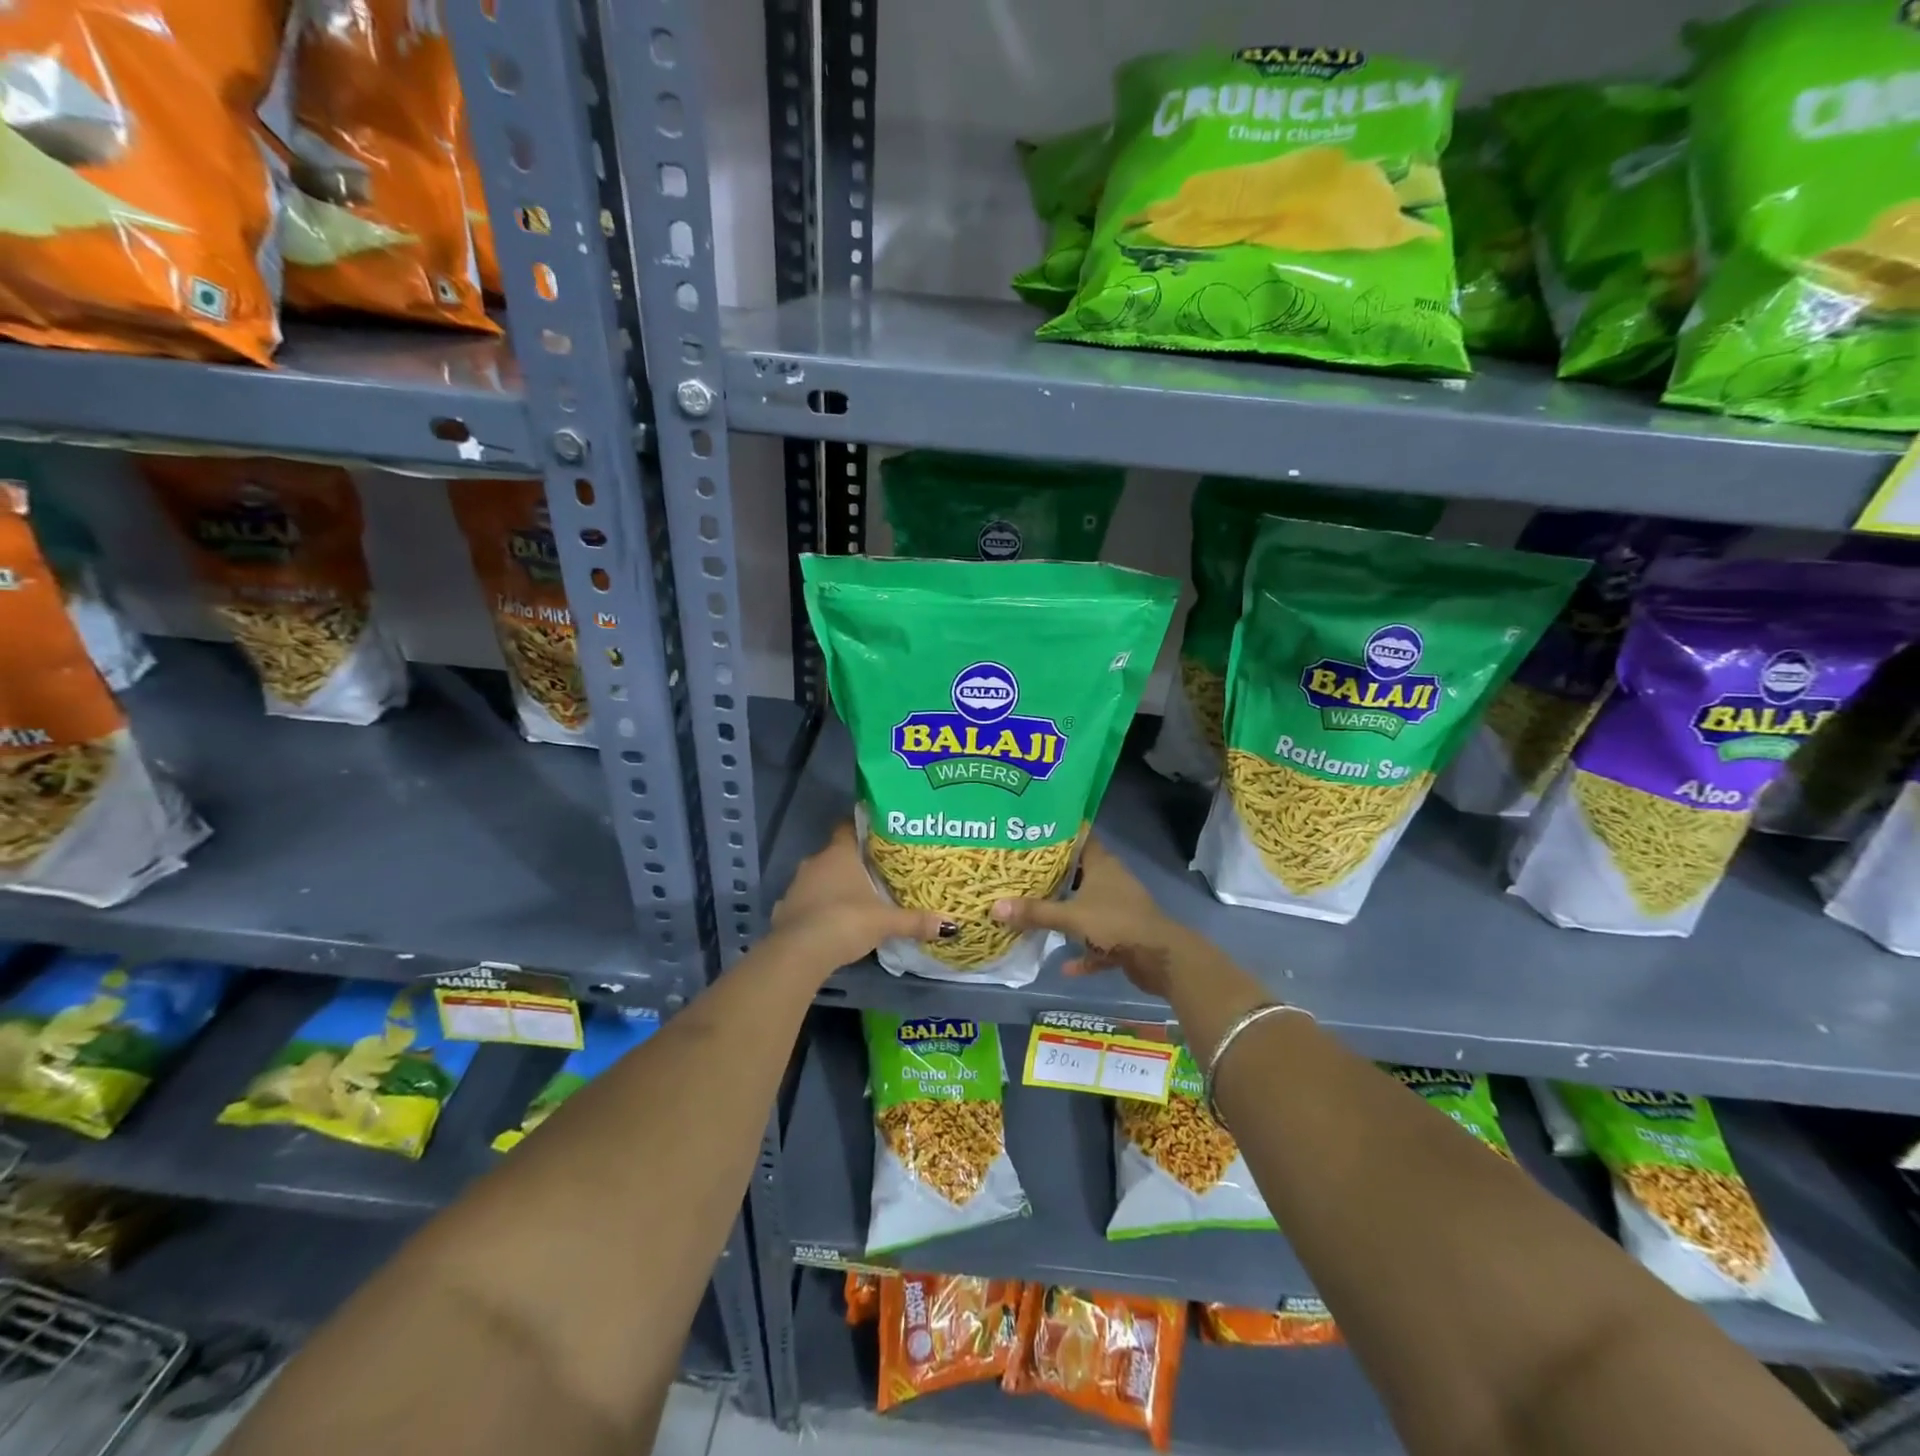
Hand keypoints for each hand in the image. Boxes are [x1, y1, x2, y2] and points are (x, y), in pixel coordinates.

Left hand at [769, 823, 948, 973]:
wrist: (799, 952)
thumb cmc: (846, 921)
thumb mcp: (886, 922)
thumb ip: (916, 921)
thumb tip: (952, 925)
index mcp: (839, 854)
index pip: (847, 827)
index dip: (861, 828)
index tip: (877, 835)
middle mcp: (814, 863)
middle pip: (834, 854)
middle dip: (852, 863)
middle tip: (875, 872)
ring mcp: (795, 887)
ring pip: (818, 879)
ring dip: (832, 887)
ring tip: (855, 899)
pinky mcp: (784, 911)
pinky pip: (804, 903)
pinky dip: (816, 909)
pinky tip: (830, 923)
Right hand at [990, 837, 1189, 998]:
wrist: (1160, 958)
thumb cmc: (1115, 923)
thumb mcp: (1070, 917)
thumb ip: (1034, 912)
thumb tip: (994, 906)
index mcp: (1102, 865)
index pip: (1080, 839)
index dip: (1059, 835)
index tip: (1033, 835)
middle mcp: (1112, 882)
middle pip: (1080, 874)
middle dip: (1055, 877)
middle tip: (1023, 876)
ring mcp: (1120, 909)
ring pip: (1089, 907)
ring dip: (1069, 914)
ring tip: (1037, 914)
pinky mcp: (1125, 936)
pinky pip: (1098, 942)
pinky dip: (1085, 952)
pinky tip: (1065, 966)